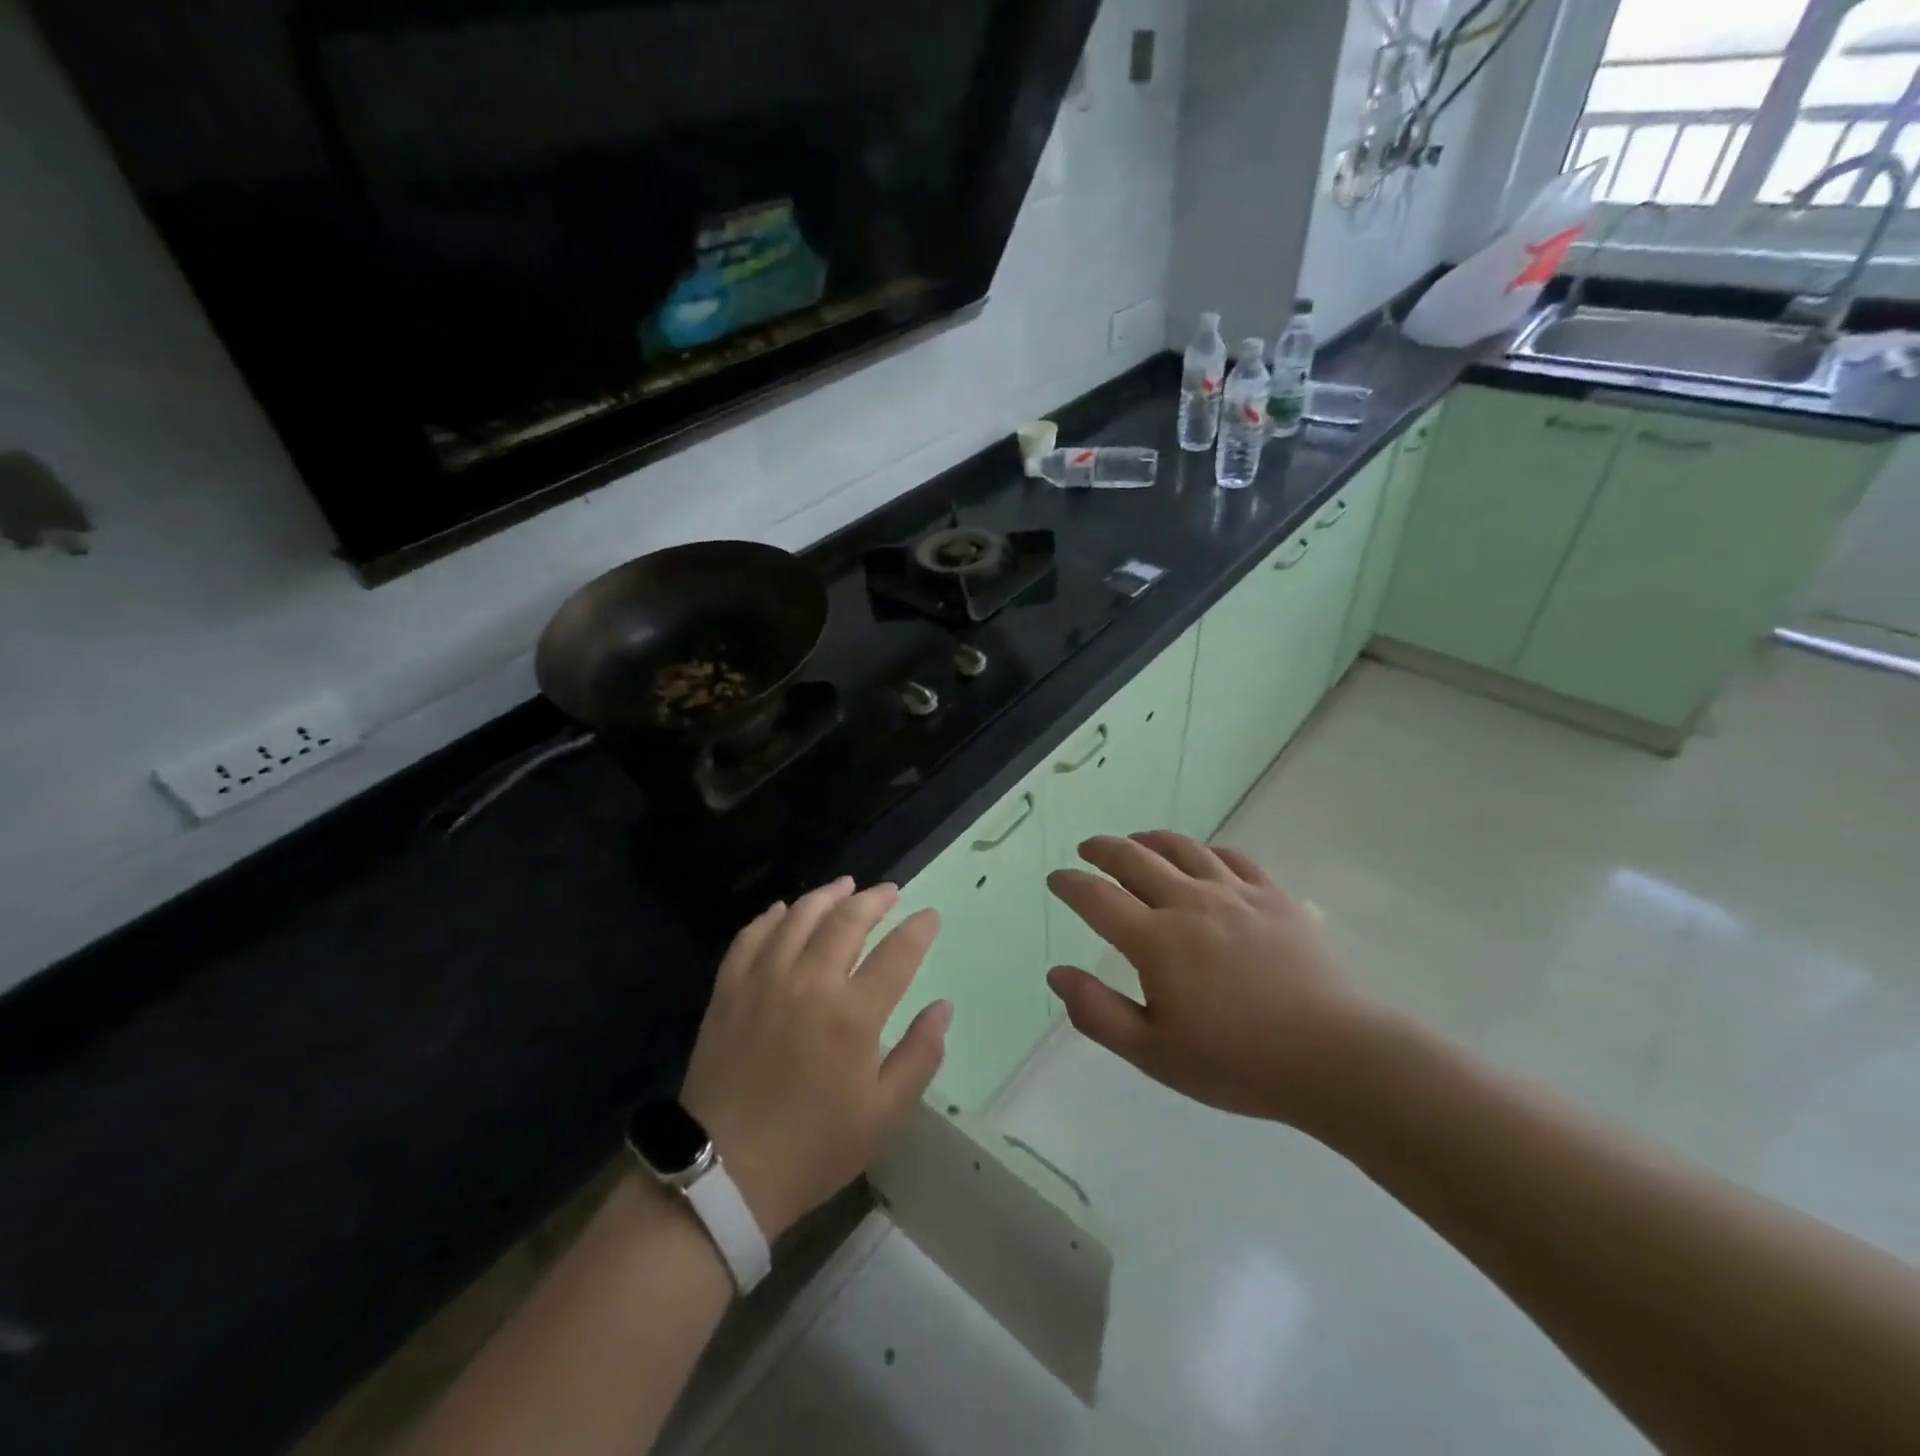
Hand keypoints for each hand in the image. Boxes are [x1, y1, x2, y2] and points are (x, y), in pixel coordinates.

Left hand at [680, 879, 949, 1241]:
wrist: (724, 1174)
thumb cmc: (813, 1148)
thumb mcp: (884, 1115)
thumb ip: (920, 1055)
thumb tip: (943, 1007)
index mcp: (853, 1015)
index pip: (897, 953)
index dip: (919, 929)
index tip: (930, 916)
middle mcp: (810, 983)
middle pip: (847, 921)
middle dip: (874, 900)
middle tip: (890, 891)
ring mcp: (764, 981)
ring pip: (799, 917)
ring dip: (826, 896)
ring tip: (845, 886)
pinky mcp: (729, 990)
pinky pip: (751, 937)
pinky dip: (771, 917)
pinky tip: (783, 910)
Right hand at [1046, 833, 1384, 1131]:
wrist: (1333, 1057)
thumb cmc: (1236, 1062)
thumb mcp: (1153, 1053)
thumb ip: (1098, 1012)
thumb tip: (1057, 974)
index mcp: (1155, 940)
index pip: (1097, 898)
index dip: (1070, 884)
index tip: (1056, 878)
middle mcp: (1189, 903)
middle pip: (1135, 859)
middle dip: (1104, 849)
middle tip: (1088, 849)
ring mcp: (1235, 894)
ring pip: (1183, 849)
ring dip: (1150, 840)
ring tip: (1137, 841)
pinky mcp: (1274, 897)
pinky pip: (1232, 858)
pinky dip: (1206, 851)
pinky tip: (1202, 858)